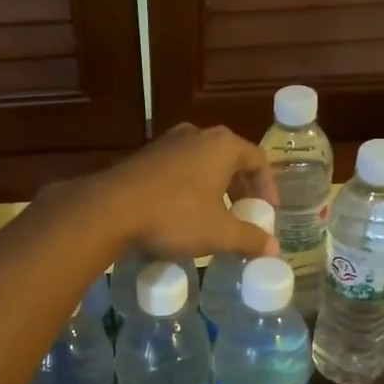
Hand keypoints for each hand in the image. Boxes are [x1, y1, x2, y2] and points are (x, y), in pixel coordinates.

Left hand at [99, 124, 279, 263]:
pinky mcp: (144, 157)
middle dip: (241, 189)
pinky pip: (179, 170)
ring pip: (203, 164)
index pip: (258, 159)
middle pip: (230, 159)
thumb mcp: (218, 232)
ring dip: (215, 189)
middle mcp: (196, 134)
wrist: (110, 208)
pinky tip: (183, 214)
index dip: (268, 187)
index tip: (268, 212)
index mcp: (222, 145)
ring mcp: (167, 143)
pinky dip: (190, 189)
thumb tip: (273, 249)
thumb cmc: (174, 215)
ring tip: (216, 217)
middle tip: (245, 215)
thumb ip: (249, 239)